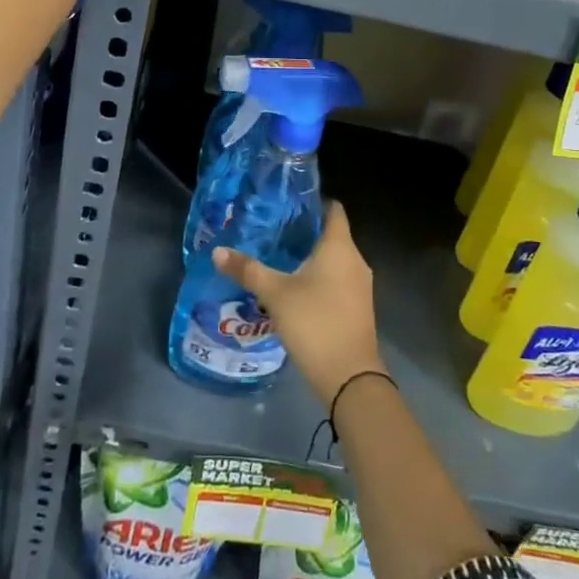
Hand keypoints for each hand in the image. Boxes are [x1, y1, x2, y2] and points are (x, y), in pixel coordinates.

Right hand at [215, 202, 384, 407]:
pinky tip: (295, 290)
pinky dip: (320, 280)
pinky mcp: (358, 307)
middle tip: (274, 232)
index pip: (333, 210)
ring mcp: (360, 285)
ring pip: (335, 261)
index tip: (289, 205)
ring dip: (312, 259)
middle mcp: (355, 260)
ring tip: (279, 260)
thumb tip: (218, 251)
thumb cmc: (314, 322)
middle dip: (305, 233)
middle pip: (333, 235)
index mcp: (339, 246)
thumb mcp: (276, 294)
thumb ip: (248, 270)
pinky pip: (338, 282)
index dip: (314, 203)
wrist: (349, 376)